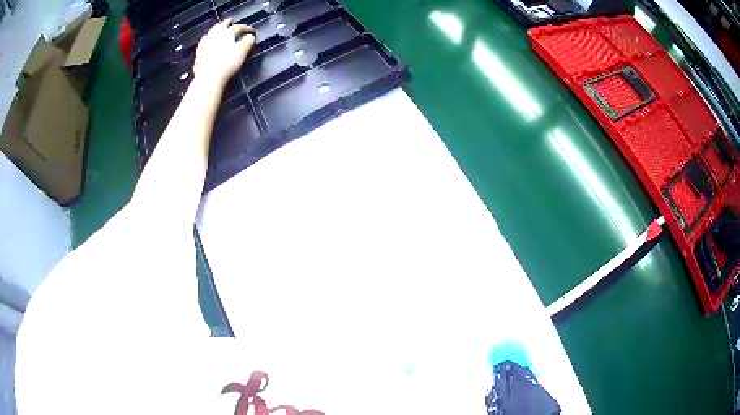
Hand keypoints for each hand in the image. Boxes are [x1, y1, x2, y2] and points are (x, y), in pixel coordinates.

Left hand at [194, 19, 255, 87]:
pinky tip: (205, 42)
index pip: (239, 27)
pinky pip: (203, 44)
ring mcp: (204, 45)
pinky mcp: (198, 55)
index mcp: (227, 33)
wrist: (209, 79)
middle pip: (222, 26)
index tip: (252, 32)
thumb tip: (250, 37)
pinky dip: (206, 41)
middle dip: (227, 23)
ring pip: (211, 33)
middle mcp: (214, 35)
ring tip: (218, 29)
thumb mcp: (243, 51)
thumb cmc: (227, 64)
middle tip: (231, 21)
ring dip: (216, 30)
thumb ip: (249, 41)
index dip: (247, 29)